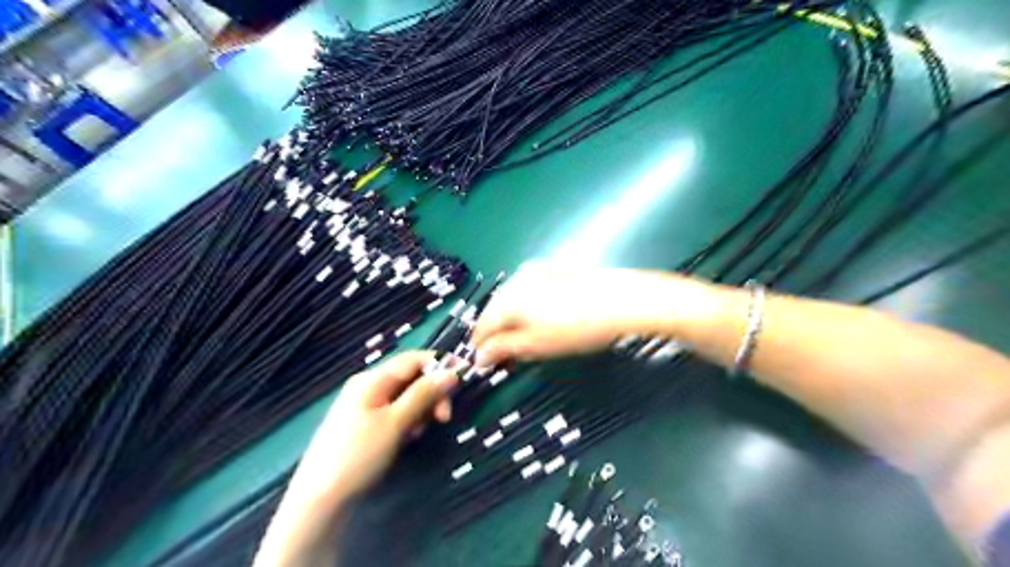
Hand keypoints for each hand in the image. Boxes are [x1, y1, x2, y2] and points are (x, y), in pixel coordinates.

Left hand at [255, 352, 461, 564]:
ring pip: (406, 396)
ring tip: (417, 433)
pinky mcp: (365, 423)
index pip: (413, 359)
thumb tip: (451, 372)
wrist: (320, 498)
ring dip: (420, 410)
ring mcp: (365, 405)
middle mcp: (369, 385)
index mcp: (373, 379)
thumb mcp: (396, 422)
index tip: (463, 378)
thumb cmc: (358, 454)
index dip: (440, 364)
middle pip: (411, 377)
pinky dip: (408, 421)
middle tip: (443, 418)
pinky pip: (395, 412)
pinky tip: (407, 438)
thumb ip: (424, 394)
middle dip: (431, 393)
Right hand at [473, 262, 695, 366]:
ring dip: (513, 320)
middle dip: (498, 333)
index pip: (481, 326)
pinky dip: (528, 307)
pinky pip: (529, 291)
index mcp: (507, 300)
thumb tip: (479, 357)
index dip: (480, 347)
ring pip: (512, 300)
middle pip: (495, 311)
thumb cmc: (577, 328)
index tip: (484, 364)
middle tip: (509, 356)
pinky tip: (543, 319)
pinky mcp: (552, 269)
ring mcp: (535, 271)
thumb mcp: (536, 345)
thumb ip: (504, 349)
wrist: (621, 300)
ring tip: (528, 340)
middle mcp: (516, 281)